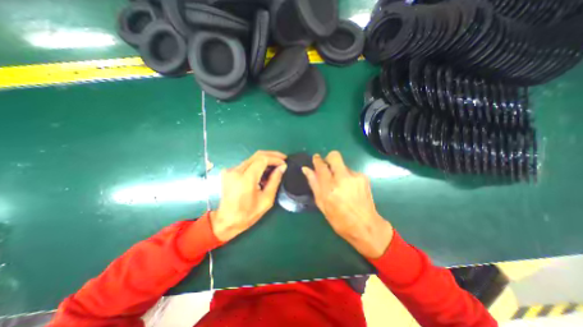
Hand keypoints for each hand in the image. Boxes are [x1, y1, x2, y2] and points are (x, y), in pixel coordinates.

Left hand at [214, 151, 286, 241]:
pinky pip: (247, 164)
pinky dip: (257, 165)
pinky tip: (264, 172)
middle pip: (257, 155)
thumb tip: (282, 167)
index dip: (275, 158)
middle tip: (283, 159)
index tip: (284, 162)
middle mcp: (236, 171)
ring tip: (275, 166)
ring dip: (265, 160)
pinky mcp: (229, 172)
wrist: (226, 221)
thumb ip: (275, 180)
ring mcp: (230, 170)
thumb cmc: (248, 214)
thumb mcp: (266, 200)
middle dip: (272, 155)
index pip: (262, 159)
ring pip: (252, 158)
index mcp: (245, 179)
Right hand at [303, 152, 393, 259]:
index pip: (321, 166)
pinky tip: (348, 188)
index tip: (315, 159)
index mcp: (330, 188)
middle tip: (326, 169)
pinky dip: (346, 176)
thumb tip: (306, 169)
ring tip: (339, 185)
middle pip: (334, 156)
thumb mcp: (322, 204)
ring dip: (338, 171)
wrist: (366, 226)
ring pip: (342, 165)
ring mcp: (355, 177)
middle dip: (328, 159)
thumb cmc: (339, 219)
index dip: (316, 160)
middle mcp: (343, 179)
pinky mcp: (363, 177)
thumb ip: (314, 184)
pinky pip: (350, 171)